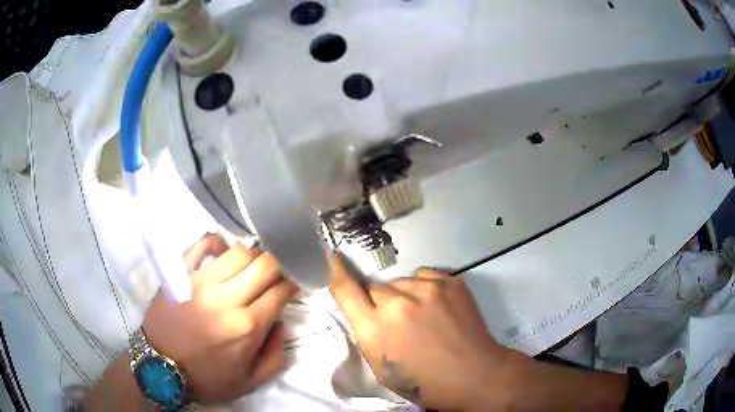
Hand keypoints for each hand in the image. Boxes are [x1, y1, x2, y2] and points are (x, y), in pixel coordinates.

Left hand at [143, 234, 298, 403]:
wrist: (161, 368)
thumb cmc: (208, 378)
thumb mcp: (250, 381)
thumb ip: (276, 356)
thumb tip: (282, 323)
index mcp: (247, 327)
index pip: (281, 291)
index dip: (293, 284)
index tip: (293, 285)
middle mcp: (226, 299)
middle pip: (264, 264)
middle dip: (278, 266)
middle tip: (275, 275)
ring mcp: (200, 282)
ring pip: (238, 252)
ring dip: (252, 257)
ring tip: (249, 268)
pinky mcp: (180, 273)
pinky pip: (203, 244)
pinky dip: (218, 242)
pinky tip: (223, 253)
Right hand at [329, 255, 515, 409]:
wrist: (474, 375)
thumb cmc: (424, 383)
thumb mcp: (382, 368)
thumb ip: (368, 335)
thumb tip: (367, 311)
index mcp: (374, 329)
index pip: (345, 290)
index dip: (336, 273)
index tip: (334, 258)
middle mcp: (395, 303)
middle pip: (376, 288)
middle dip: (381, 302)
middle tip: (398, 321)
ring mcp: (425, 289)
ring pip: (402, 283)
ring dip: (405, 296)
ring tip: (424, 317)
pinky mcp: (449, 282)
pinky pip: (424, 277)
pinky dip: (425, 289)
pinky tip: (438, 308)